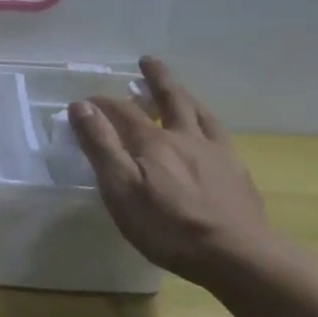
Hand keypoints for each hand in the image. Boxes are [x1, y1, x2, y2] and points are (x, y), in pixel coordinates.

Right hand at [67, 57, 276, 283]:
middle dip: (155, 79)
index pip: (122, 112)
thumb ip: (101, 146)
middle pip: (169, 99)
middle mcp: (184, 137)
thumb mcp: (120, 188)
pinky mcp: (236, 171)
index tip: (84, 101)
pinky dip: (208, 122)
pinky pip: (220, 134)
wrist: (236, 255)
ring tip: (177, 88)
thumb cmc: (167, 227)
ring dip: (183, 95)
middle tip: (146, 62)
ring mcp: (215, 152)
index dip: (101, 104)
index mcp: (153, 142)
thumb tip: (81, 106)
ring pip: (198, 112)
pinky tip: (208, 130)